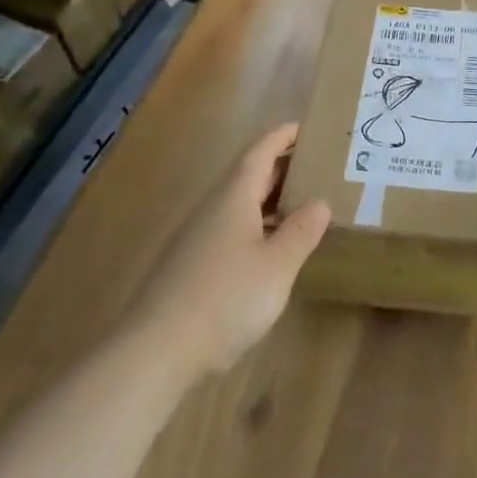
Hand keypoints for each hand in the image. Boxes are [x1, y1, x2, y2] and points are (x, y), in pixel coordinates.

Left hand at [129, 123, 329, 378]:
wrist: (156, 351)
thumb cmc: (225, 298)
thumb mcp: (277, 265)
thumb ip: (301, 231)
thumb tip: (320, 202)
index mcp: (233, 197)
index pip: (260, 151)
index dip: (282, 136)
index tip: (305, 127)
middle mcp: (212, 209)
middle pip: (248, 175)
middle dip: (280, 167)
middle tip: (316, 167)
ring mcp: (196, 238)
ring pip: (238, 205)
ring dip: (269, 199)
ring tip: (301, 205)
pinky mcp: (189, 267)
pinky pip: (229, 230)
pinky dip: (255, 226)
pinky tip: (270, 249)